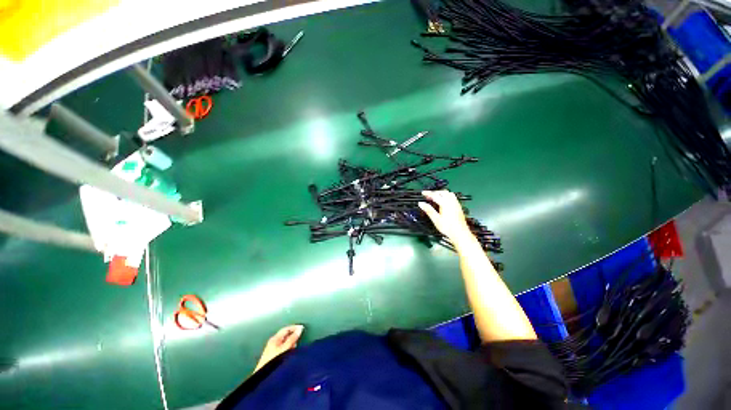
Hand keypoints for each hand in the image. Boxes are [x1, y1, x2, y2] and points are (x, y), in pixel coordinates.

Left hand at [253, 325, 303, 372]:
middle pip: (285, 335)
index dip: (294, 327)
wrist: (264, 376)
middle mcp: (273, 342)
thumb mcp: (285, 348)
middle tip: (299, 339)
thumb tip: (299, 329)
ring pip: (285, 342)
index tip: (302, 328)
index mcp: (275, 338)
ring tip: (295, 348)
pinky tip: (290, 354)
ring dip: (291, 344)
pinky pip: (283, 349)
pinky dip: (288, 349)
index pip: (286, 329)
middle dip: (293, 336)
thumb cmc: (274, 361)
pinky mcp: (273, 357)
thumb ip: (293, 338)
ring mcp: (272, 350)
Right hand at [418, 190, 473, 244]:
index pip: (435, 195)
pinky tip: (444, 201)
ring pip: (448, 193)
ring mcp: (456, 204)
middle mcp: (451, 202)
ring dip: (441, 193)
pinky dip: (446, 196)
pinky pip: (452, 197)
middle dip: (434, 192)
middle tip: (428, 196)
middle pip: (442, 192)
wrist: (460, 233)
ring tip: (435, 197)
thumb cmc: (448, 227)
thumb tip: (421, 204)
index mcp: (445, 203)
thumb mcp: (436, 219)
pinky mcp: (458, 207)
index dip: (428, 193)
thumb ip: (428, 210)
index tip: (423, 193)